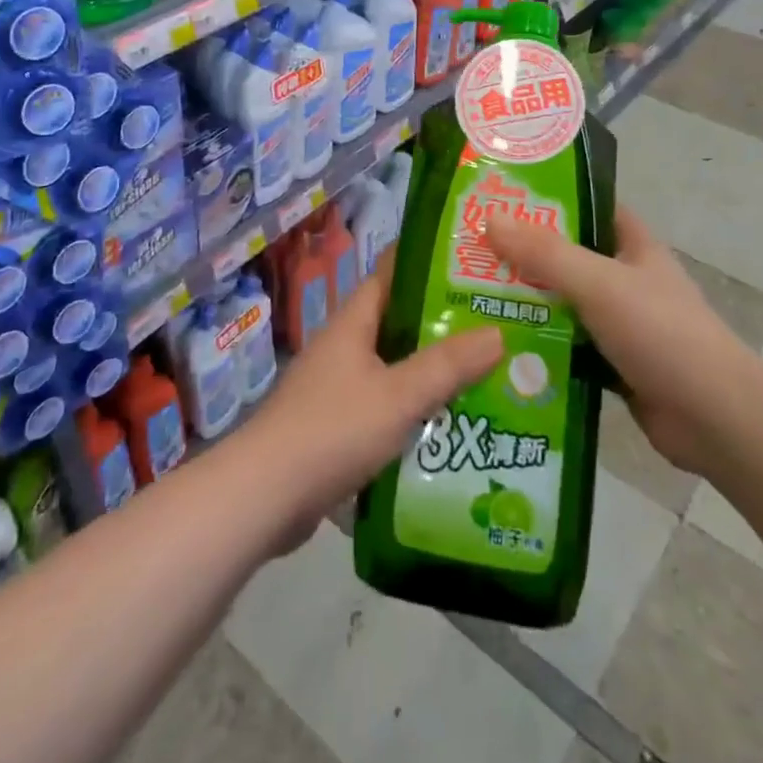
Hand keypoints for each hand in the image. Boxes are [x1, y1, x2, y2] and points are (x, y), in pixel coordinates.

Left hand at [241, 253, 503, 544]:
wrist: (264, 496)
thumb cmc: (332, 429)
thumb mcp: (398, 395)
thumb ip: (447, 366)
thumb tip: (498, 332)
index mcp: (352, 324)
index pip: (390, 276)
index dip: (427, 266)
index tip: (471, 268)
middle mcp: (342, 348)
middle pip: (396, 324)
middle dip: (441, 325)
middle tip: (493, 326)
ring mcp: (335, 388)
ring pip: (392, 368)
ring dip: (429, 372)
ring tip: (483, 375)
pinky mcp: (334, 427)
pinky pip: (383, 406)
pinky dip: (412, 410)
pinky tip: (446, 425)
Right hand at [485, 206, 750, 473]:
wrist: (715, 419)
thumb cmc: (661, 333)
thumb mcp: (599, 283)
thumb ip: (545, 253)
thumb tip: (490, 218)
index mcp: (633, 246)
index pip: (588, 208)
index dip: (549, 199)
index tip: (500, 198)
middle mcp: (626, 279)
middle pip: (567, 257)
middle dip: (523, 255)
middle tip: (468, 252)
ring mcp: (620, 324)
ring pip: (563, 304)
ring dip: (526, 303)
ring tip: (469, 297)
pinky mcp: (613, 365)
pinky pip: (567, 347)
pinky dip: (539, 347)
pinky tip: (498, 348)